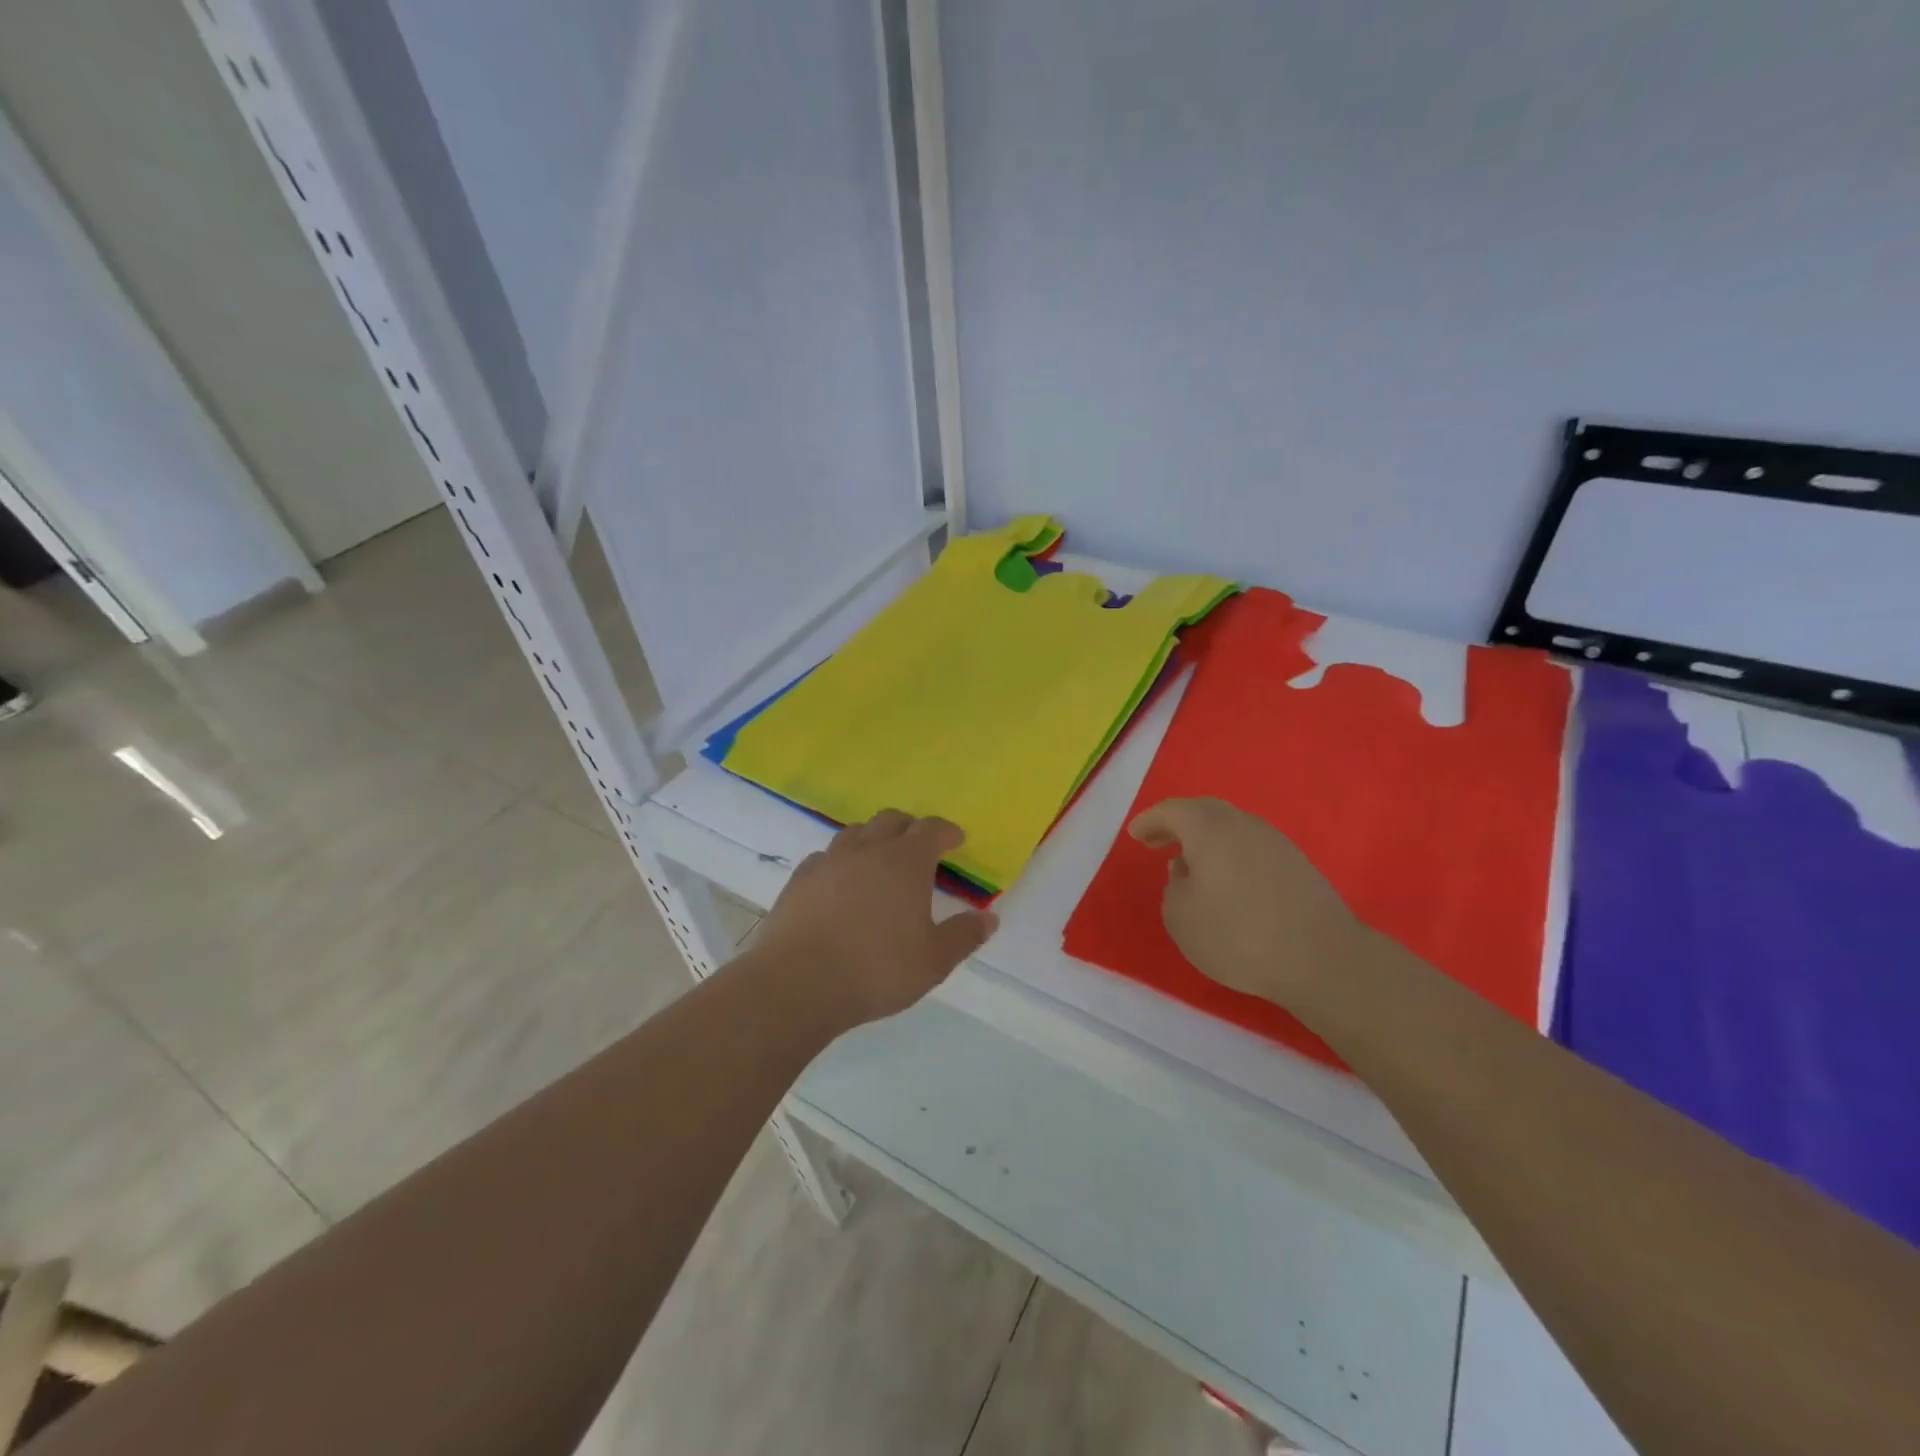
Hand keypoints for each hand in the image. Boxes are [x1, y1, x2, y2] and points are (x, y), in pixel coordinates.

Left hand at [755, 810, 998, 1027]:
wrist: (799, 982)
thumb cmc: (877, 969)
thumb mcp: (934, 961)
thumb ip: (964, 936)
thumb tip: (989, 918)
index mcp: (906, 861)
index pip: (931, 829)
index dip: (946, 831)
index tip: (956, 839)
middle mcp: (868, 849)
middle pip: (891, 820)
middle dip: (910, 827)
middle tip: (919, 845)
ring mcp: (830, 860)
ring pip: (856, 833)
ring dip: (873, 838)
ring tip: (879, 859)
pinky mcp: (800, 878)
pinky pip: (826, 856)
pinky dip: (841, 861)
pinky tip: (840, 882)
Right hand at [1129, 797, 1361, 1006]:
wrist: (1321, 959)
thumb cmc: (1238, 935)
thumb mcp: (1181, 918)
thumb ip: (1173, 888)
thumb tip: (1187, 872)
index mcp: (1210, 829)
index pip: (1172, 811)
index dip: (1150, 821)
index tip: (1135, 835)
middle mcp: (1243, 825)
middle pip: (1204, 811)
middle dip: (1177, 823)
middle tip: (1158, 840)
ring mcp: (1275, 843)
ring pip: (1231, 828)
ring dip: (1206, 839)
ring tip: (1190, 863)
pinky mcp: (1297, 865)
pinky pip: (1251, 847)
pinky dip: (1229, 854)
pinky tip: (1226, 881)